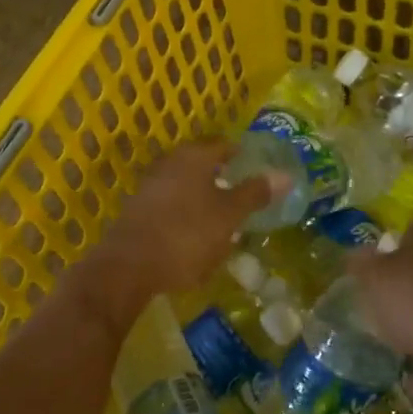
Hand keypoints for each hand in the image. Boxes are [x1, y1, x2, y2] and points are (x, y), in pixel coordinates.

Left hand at [68, 140, 274, 334]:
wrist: (128, 267)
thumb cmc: (186, 235)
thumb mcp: (229, 216)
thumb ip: (255, 194)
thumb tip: (284, 174)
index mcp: (194, 156)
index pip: (225, 146)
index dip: (244, 157)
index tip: (260, 174)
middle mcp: (170, 162)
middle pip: (204, 165)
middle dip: (224, 180)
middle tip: (245, 199)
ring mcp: (150, 185)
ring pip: (187, 186)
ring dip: (204, 200)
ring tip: (224, 222)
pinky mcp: (138, 210)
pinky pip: (171, 206)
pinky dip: (186, 216)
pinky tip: (195, 237)